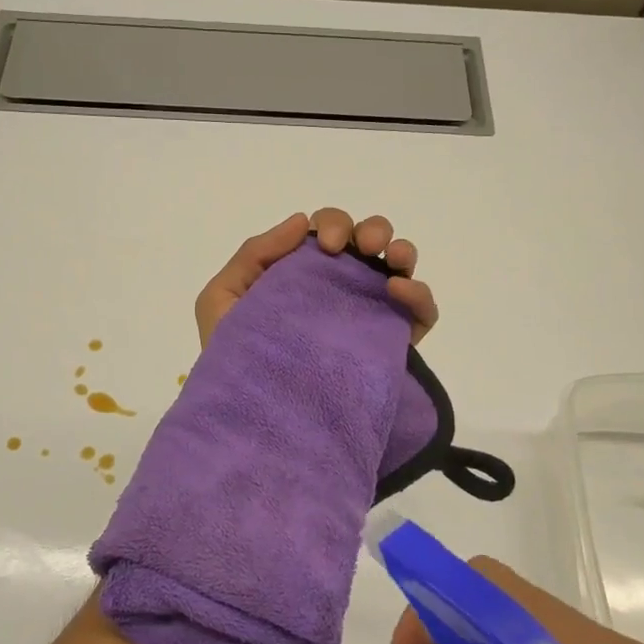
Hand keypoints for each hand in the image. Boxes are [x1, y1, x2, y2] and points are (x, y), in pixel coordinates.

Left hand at [193, 208, 439, 349]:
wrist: (255, 421)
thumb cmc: (233, 359)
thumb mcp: (222, 300)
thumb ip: (253, 255)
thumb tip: (301, 222)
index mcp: (302, 274)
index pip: (327, 233)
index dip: (332, 226)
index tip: (327, 247)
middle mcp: (338, 289)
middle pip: (367, 241)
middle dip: (371, 230)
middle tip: (360, 248)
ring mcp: (368, 315)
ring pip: (398, 268)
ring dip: (402, 251)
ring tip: (395, 261)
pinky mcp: (392, 346)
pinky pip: (421, 313)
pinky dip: (420, 295)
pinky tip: (400, 292)